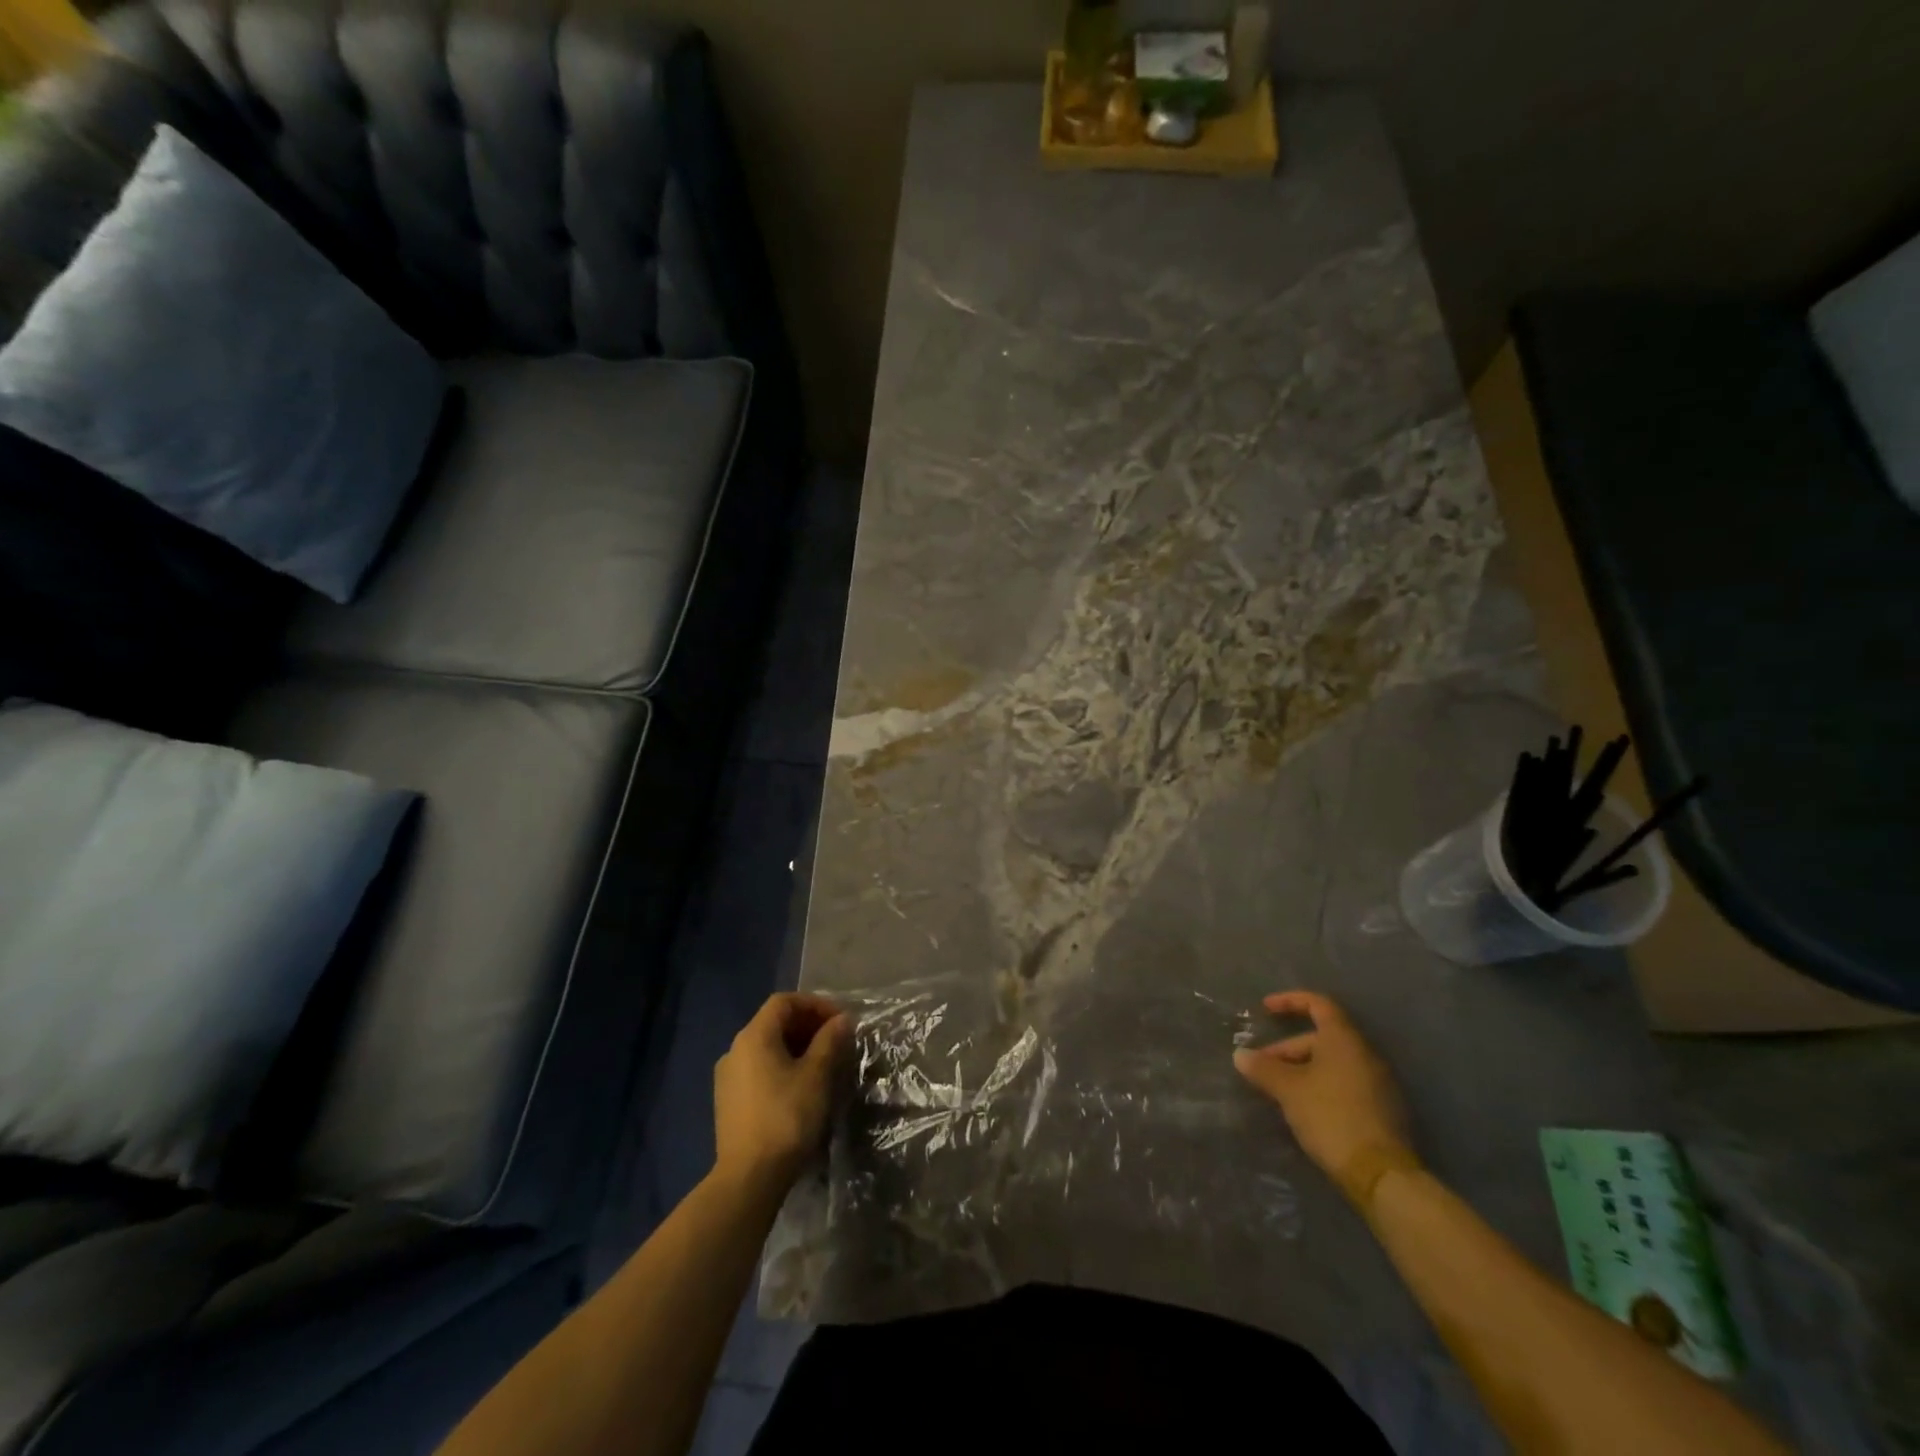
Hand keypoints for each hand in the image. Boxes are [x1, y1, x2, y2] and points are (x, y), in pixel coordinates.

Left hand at [713, 993, 851, 1197]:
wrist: (749, 1178)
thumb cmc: (786, 1117)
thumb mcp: (816, 1075)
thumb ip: (830, 1041)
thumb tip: (842, 1020)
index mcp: (754, 1036)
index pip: (784, 1001)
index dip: (815, 1004)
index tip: (840, 1021)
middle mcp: (735, 1049)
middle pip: (774, 1022)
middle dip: (808, 1026)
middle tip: (836, 1041)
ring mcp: (728, 1077)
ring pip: (767, 1047)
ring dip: (796, 1047)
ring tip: (823, 1064)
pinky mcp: (728, 1101)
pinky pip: (758, 1069)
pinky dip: (782, 1067)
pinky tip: (801, 1087)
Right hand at [1234, 991, 1411, 1195]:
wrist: (1381, 1174)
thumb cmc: (1331, 1116)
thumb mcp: (1288, 1090)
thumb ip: (1263, 1068)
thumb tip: (1240, 1054)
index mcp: (1344, 1040)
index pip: (1318, 1004)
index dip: (1289, 1001)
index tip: (1265, 1009)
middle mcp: (1365, 1054)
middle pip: (1321, 1038)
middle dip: (1287, 1049)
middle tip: (1262, 1067)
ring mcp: (1378, 1082)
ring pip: (1332, 1063)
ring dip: (1302, 1069)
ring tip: (1278, 1090)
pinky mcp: (1382, 1109)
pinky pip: (1344, 1083)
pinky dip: (1320, 1085)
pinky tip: (1303, 1108)